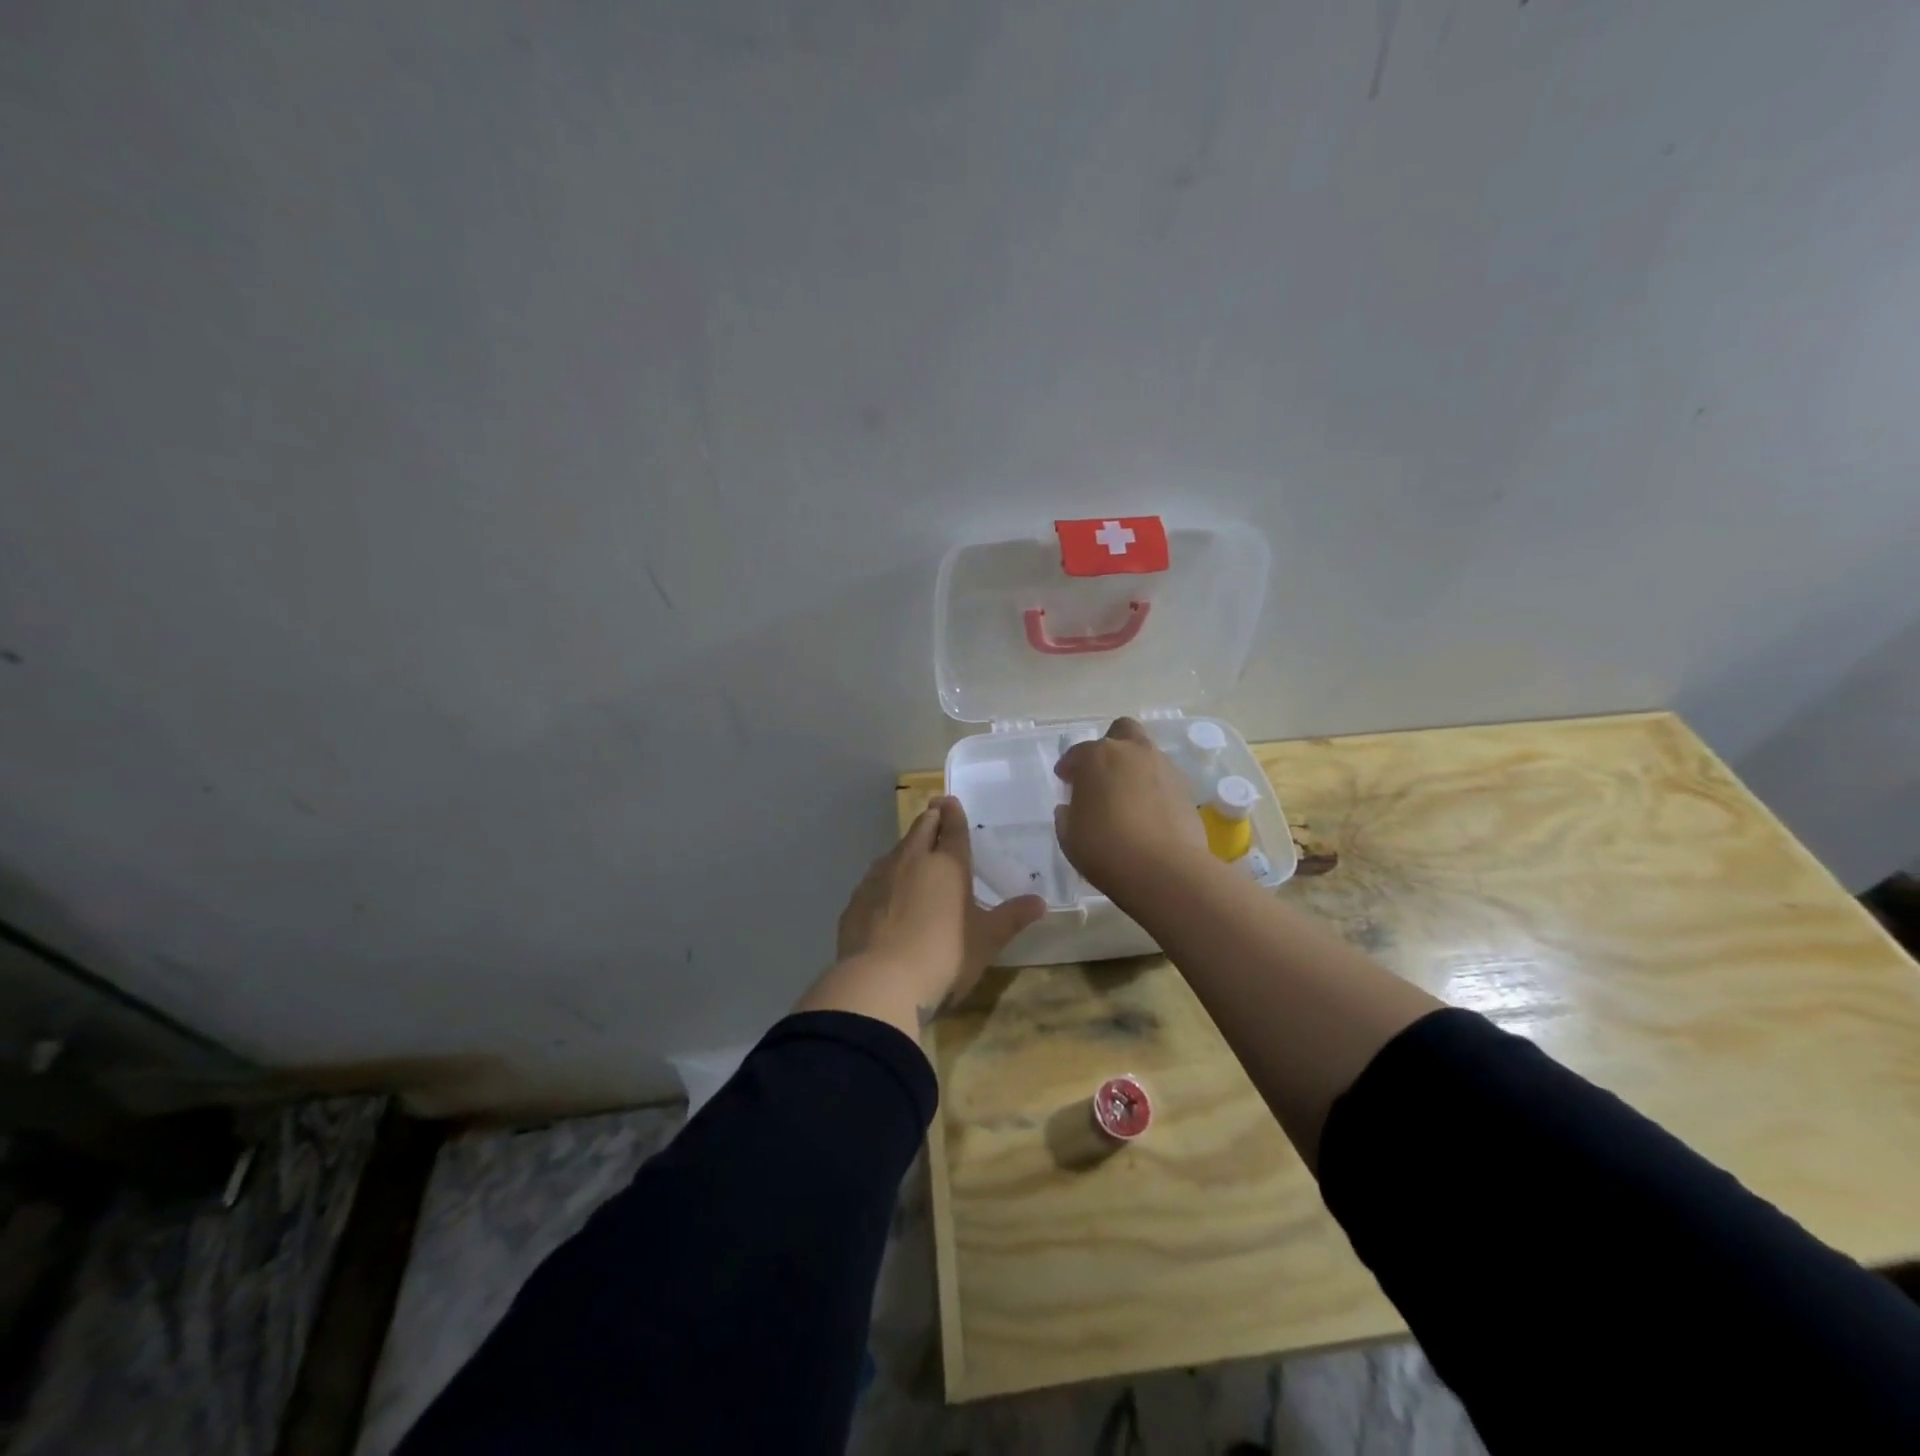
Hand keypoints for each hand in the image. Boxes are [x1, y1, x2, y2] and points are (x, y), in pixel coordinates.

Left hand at [799, 797, 1045, 1036]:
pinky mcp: (856, 899)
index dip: (953, 813)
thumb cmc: (945, 956)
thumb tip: (1040, 902)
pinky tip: (886, 891)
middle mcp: (912, 860)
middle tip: (934, 812)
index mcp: (948, 864)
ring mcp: (879, 877)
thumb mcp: (986, 941)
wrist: (880, 981)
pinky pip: (875, 878)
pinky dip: (885, 876)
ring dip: (907, 846)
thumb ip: (1011, 918)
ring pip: (896, 850)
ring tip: (913, 851)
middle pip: (921, 829)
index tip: (949, 801)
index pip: (952, 827)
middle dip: (930, 818)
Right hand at [1053, 717, 1208, 895]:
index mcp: (1097, 757)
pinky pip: (1164, 780)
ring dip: (1134, 768)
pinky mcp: (1187, 789)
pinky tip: (1148, 814)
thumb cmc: (1105, 848)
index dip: (1069, 766)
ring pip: (1147, 754)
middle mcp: (1132, 752)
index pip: (1078, 753)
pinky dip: (1154, 789)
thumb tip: (1071, 808)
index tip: (1065, 781)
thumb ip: (1067, 815)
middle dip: (1111, 746)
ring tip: (1126, 798)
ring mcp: (1164, 768)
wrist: (1164, 870)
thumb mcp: (1069, 836)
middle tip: (1102, 773)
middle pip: (1122, 731)